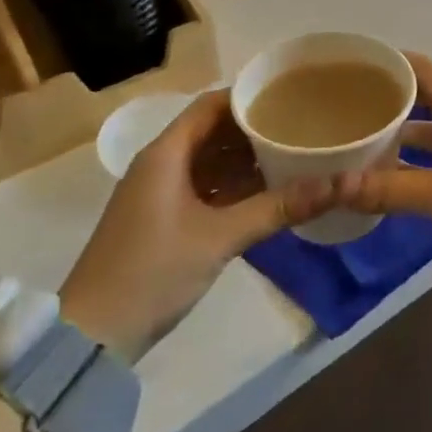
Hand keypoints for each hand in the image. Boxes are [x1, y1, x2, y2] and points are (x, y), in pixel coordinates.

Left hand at [59, 91, 334, 360]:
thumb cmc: (152, 272)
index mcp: (166, 153)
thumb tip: (339, 184)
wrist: (92, 336)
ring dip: (245, 158)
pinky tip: (266, 192)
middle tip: (300, 125)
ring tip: (292, 153)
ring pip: (209, 160)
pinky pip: (204, 187)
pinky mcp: (162, 219)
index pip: (211, 105)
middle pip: (212, 130)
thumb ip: (278, 208)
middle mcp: (160, 163)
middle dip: (254, 128)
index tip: (290, 95)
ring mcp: (159, 193)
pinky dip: (233, 185)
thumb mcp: (220, 237)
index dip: (249, 96)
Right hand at [344, 54, 431, 282]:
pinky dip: (423, 158)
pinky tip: (399, 175)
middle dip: (390, 100)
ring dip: (405, 134)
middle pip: (426, 96)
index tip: (351, 67)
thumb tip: (335, 186)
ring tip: (363, 142)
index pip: (422, 67)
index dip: (388, 63)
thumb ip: (392, 189)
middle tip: (347, 108)